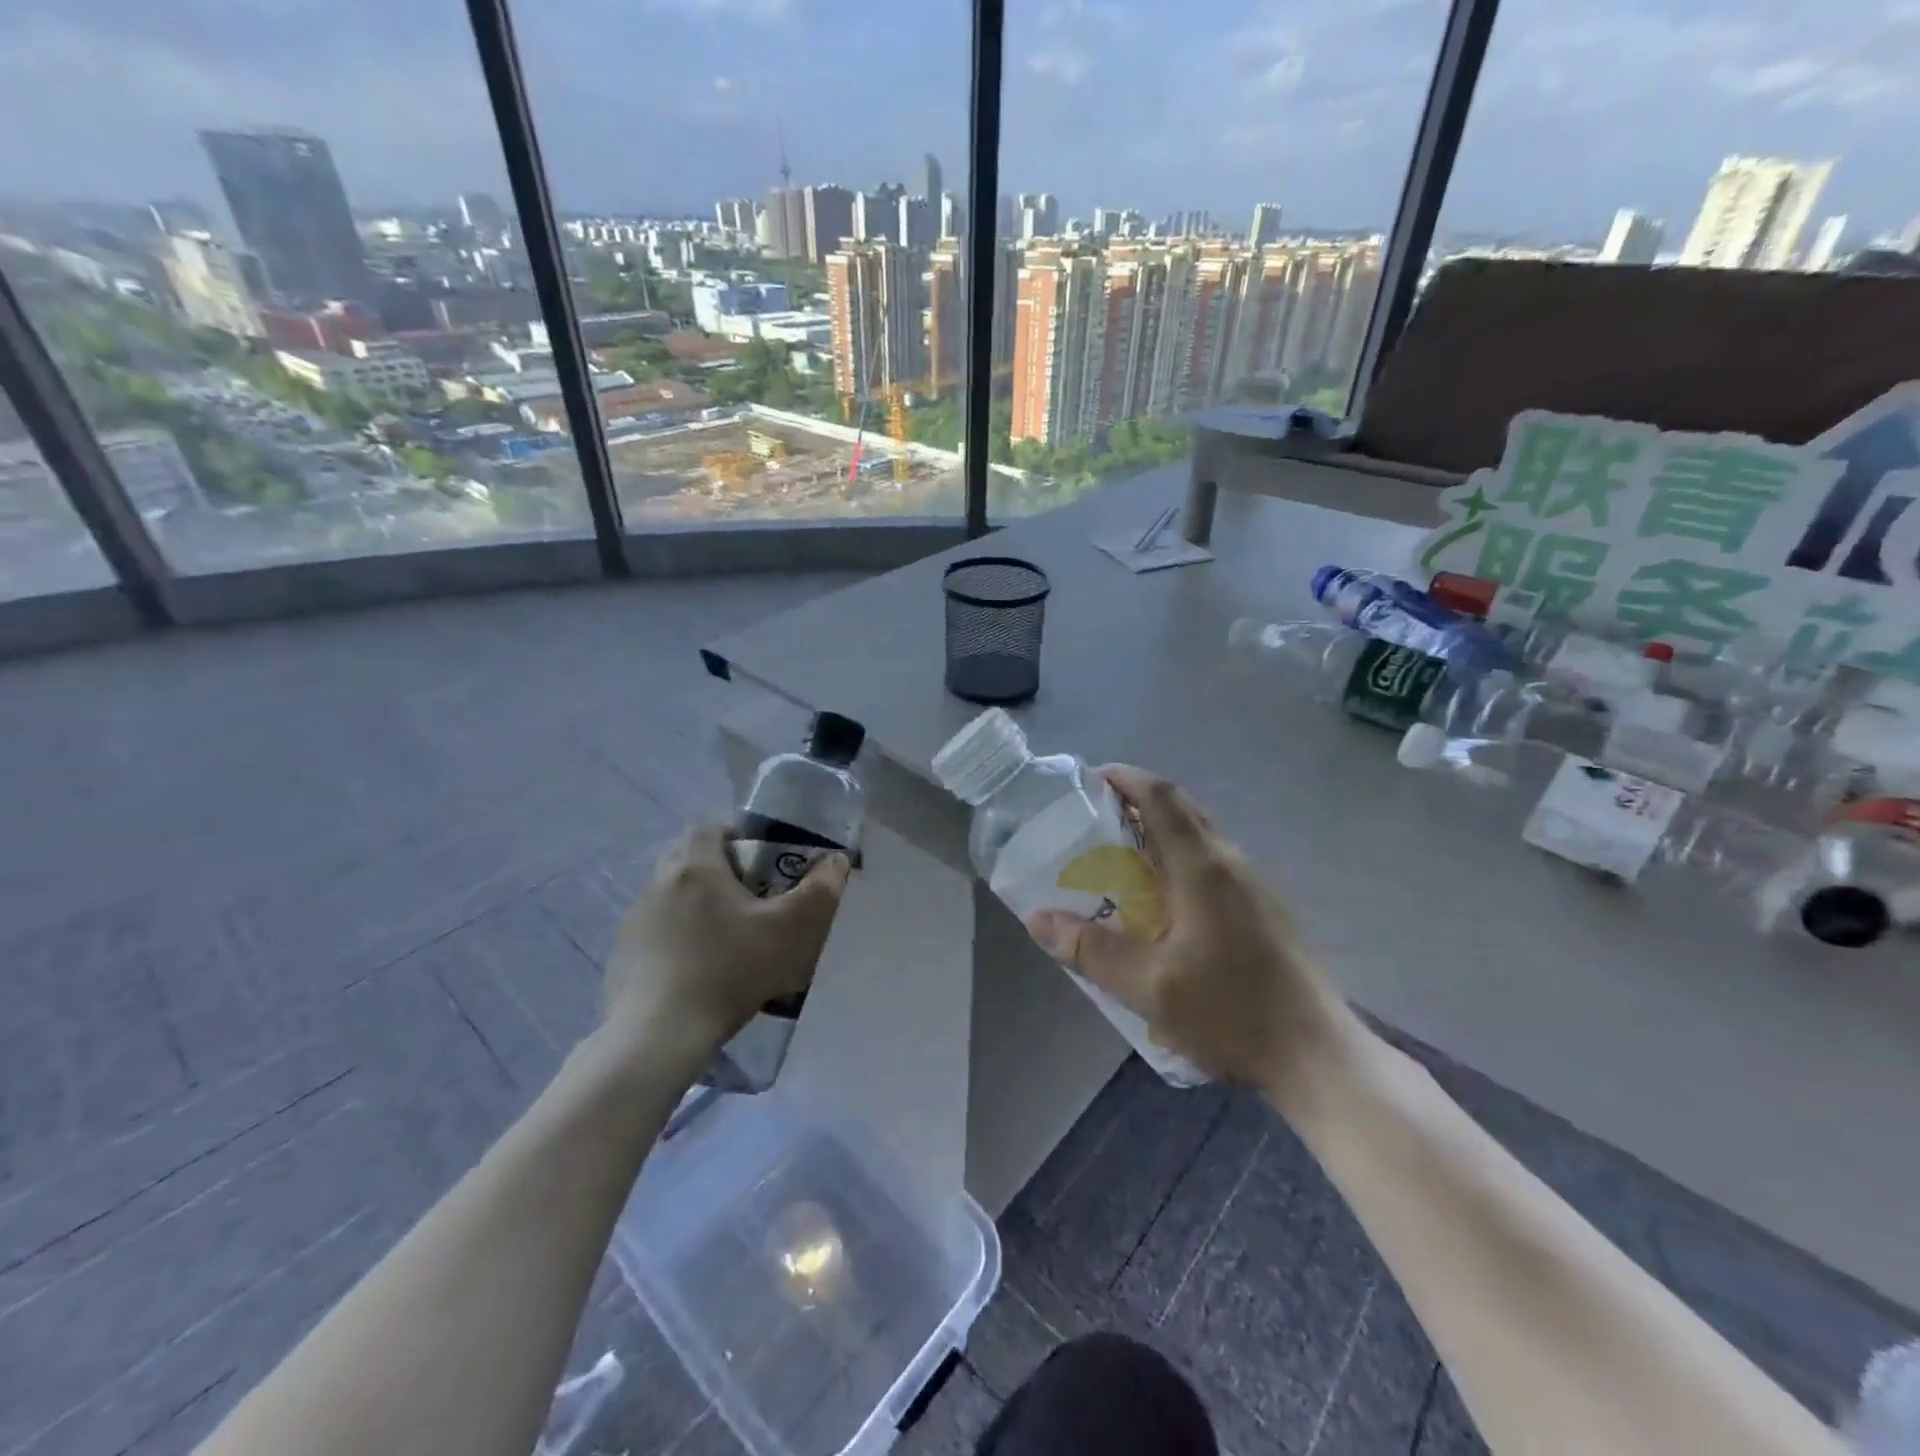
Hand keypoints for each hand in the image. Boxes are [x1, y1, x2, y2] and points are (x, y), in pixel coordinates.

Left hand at [604, 826, 850, 1057]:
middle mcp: (658, 883)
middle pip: (690, 859)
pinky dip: (678, 940)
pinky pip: (657, 932)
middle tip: (751, 901)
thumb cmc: (730, 970)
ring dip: (698, 907)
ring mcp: (635, 920)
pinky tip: (699, 972)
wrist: (659, 1036)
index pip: (710, 827)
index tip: (762, 864)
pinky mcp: (623, 955)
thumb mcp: (792, 930)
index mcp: (695, 866)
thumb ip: (820, 891)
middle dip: (720, 872)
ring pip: (673, 896)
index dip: (738, 838)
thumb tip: (837, 861)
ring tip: (728, 941)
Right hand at [1024, 766, 1360, 1096]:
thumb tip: (1037, 919)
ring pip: (1200, 836)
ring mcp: (1254, 886)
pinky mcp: (1263, 909)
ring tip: (1119, 857)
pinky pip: (1213, 862)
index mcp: (1204, 868)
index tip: (1089, 780)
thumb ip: (1091, 949)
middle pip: (1183, 809)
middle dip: (1137, 801)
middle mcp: (1232, 863)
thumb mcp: (1148, 987)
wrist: (1318, 1057)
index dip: (1125, 778)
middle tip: (1094, 820)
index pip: (1162, 798)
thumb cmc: (1231, 1013)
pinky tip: (1161, 900)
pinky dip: (1178, 858)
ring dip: (1159, 831)